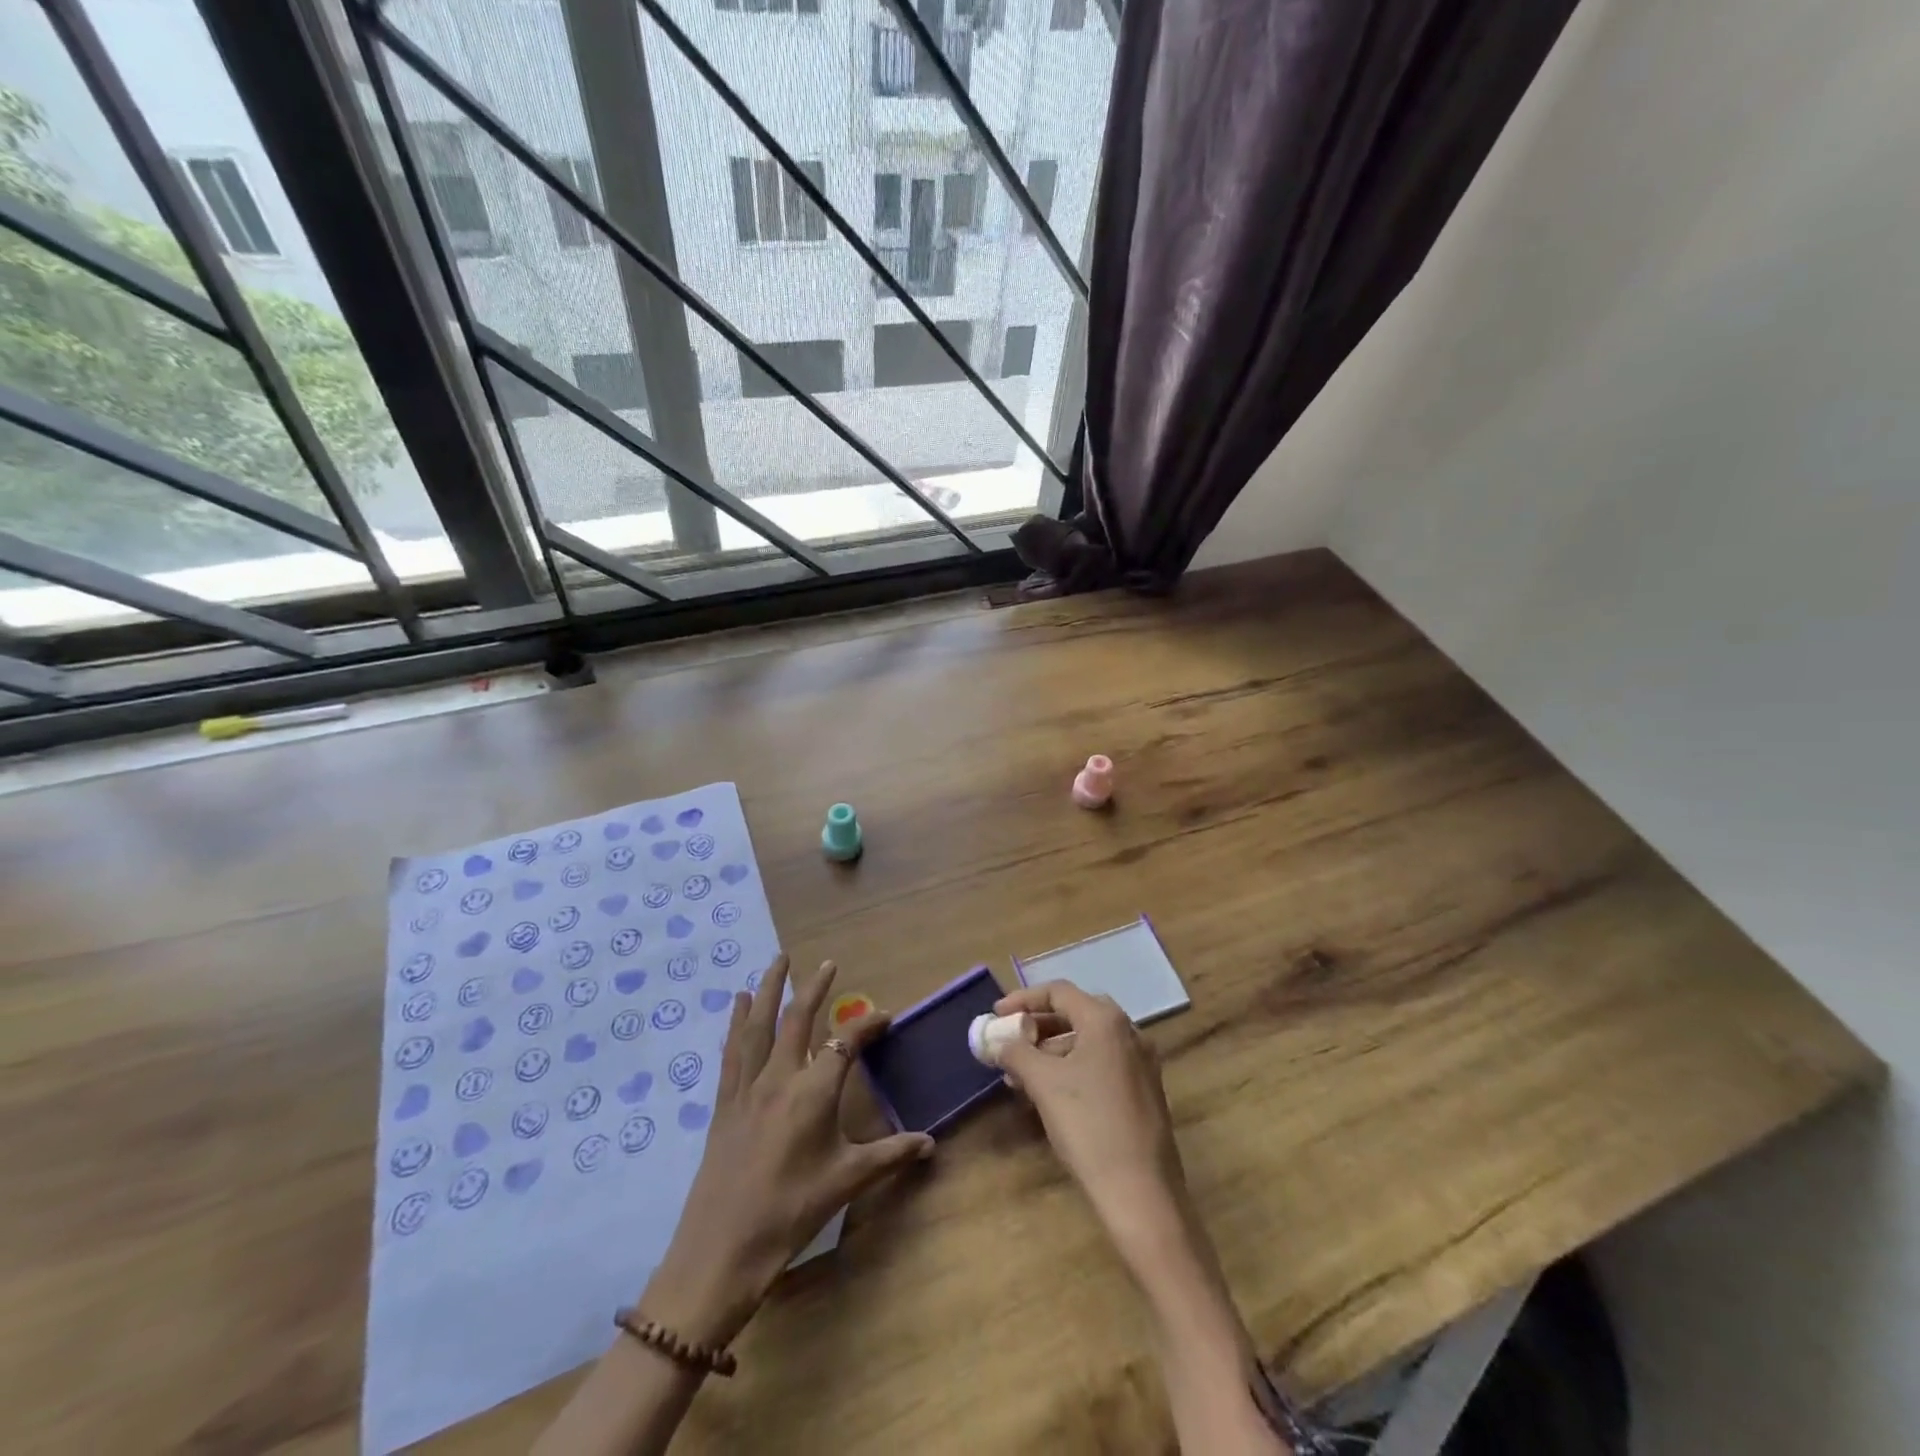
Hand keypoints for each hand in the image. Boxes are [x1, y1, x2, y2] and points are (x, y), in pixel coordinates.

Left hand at [639, 955, 933, 1346]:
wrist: (720, 1251)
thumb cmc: (790, 1213)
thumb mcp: (846, 1182)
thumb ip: (890, 1155)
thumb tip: (931, 1143)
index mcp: (813, 1093)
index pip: (845, 1044)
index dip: (867, 1025)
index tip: (885, 1017)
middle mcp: (779, 1078)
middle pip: (797, 1019)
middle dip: (814, 988)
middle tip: (827, 963)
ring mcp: (747, 1089)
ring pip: (758, 1025)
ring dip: (768, 989)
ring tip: (777, 961)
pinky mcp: (724, 1104)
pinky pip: (731, 1051)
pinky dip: (736, 1022)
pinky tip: (737, 1004)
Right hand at [994, 980, 1190, 1259]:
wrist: (1141, 1193)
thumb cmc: (1089, 1126)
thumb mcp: (1043, 1083)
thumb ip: (1016, 1052)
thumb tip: (998, 1040)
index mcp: (1106, 1020)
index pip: (1058, 992)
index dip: (1023, 999)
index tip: (996, 1015)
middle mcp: (1129, 1032)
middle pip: (1075, 1013)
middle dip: (1038, 1027)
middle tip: (1010, 1043)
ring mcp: (1142, 1062)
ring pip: (1088, 1042)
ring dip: (1053, 1051)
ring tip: (1023, 1077)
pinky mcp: (1145, 1091)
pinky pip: (1102, 1064)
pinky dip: (1074, 1068)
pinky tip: (1052, 1095)